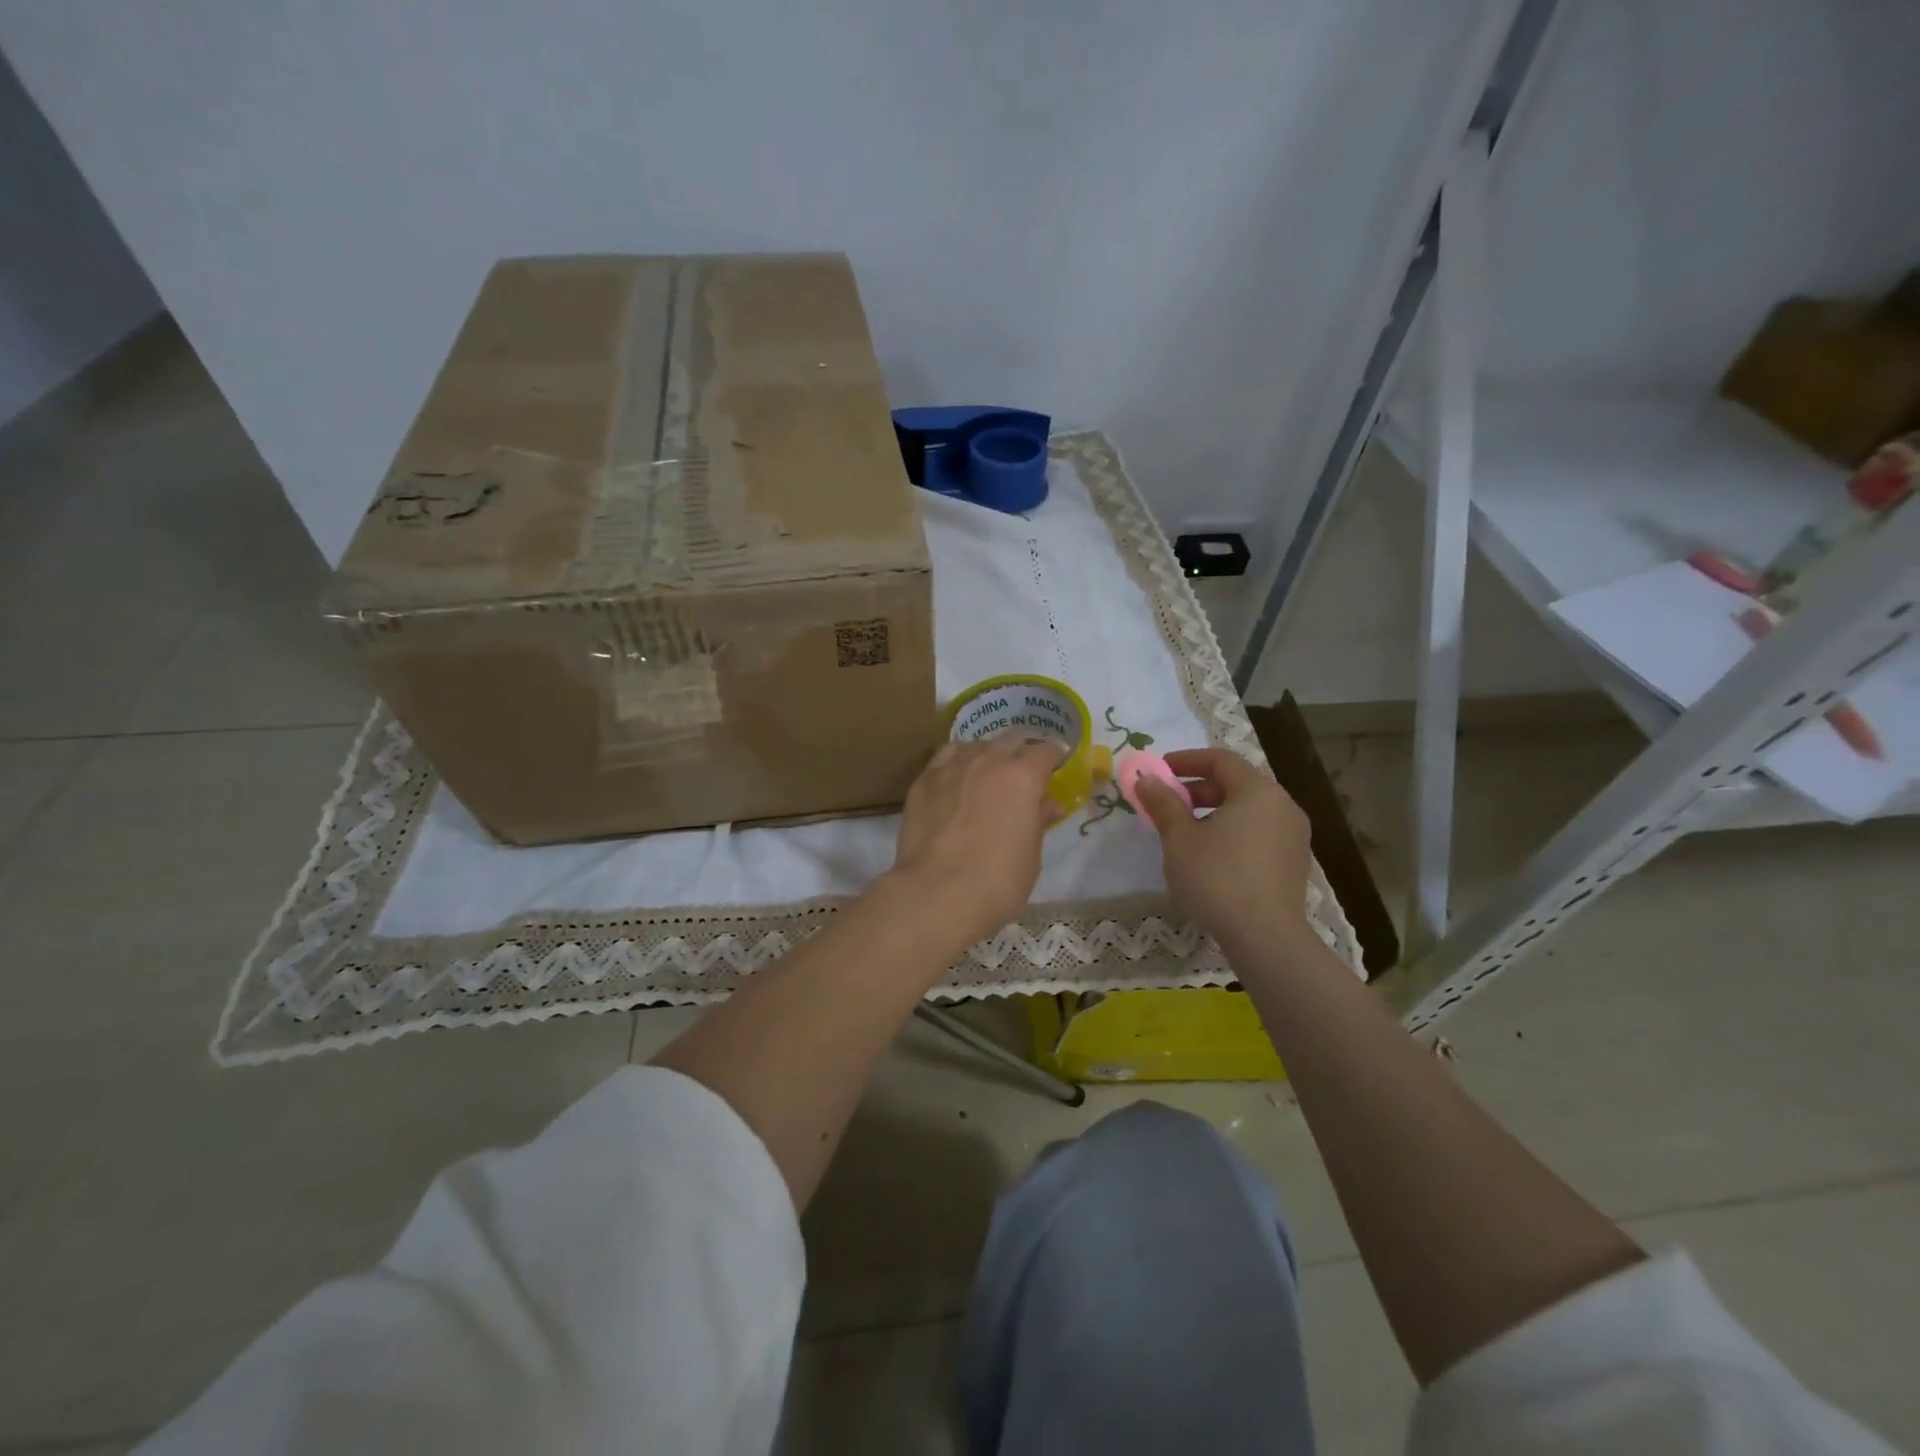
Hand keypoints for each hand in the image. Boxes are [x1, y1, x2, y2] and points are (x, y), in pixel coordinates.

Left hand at [885, 737, 1064, 947]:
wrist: (937, 892)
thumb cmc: (997, 880)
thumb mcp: (1031, 855)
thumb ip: (1039, 821)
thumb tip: (1049, 805)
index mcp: (1022, 776)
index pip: (1045, 751)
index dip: (1053, 758)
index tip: (1055, 768)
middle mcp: (988, 760)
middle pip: (1010, 741)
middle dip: (1020, 753)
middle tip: (1022, 776)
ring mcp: (951, 766)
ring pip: (975, 745)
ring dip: (987, 755)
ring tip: (986, 775)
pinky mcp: (923, 781)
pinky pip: (945, 758)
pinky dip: (956, 763)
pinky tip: (955, 780)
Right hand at [1135, 748, 1315, 952]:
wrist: (1265, 937)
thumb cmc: (1217, 878)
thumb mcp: (1179, 838)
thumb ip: (1163, 803)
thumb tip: (1146, 779)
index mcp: (1258, 791)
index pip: (1220, 760)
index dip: (1186, 760)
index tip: (1160, 770)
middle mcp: (1283, 805)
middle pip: (1237, 783)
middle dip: (1198, 789)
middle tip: (1168, 803)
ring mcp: (1293, 835)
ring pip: (1248, 810)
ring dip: (1214, 812)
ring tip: (1184, 832)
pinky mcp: (1294, 863)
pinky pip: (1259, 833)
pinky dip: (1233, 832)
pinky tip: (1210, 856)